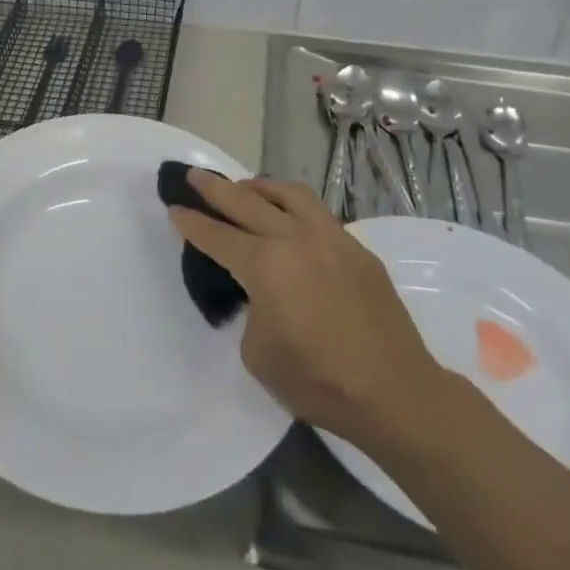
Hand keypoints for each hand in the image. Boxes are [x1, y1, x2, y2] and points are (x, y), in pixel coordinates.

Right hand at [168, 172, 453, 451]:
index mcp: (265, 265)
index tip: (174, 207)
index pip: (217, 236)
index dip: (192, 223)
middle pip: (246, 202)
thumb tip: (261, 293)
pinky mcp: (357, 249)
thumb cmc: (318, 381)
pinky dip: (294, 207)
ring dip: (260, 186)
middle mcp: (295, 239)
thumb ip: (251, 309)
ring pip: (289, 194)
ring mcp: (332, 239)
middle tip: (194, 176)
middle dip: (215, 189)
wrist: (395, 393)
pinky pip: (318, 214)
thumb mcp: (258, 352)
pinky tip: (289, 221)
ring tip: (245, 187)